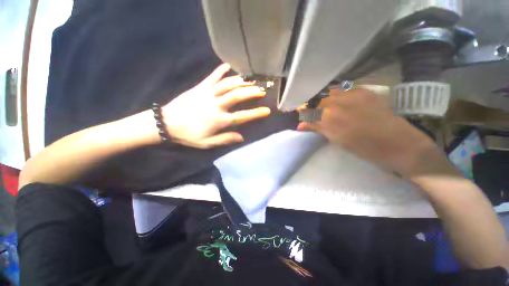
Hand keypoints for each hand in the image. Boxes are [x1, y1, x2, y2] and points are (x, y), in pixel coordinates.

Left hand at [162, 64, 270, 148]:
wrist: (166, 123)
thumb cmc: (188, 135)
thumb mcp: (207, 143)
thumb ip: (225, 139)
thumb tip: (241, 137)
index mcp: (220, 120)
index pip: (243, 116)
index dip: (256, 113)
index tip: (267, 111)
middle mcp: (217, 105)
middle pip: (238, 96)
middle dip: (252, 92)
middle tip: (262, 90)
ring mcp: (208, 94)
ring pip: (228, 84)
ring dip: (241, 81)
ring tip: (251, 80)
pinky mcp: (200, 87)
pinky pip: (212, 76)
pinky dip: (221, 70)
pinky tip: (229, 65)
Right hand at [297, 88, 441, 176]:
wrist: (400, 144)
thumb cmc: (366, 149)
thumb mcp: (337, 141)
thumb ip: (319, 129)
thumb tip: (302, 126)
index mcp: (329, 121)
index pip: (308, 113)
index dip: (303, 115)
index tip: (302, 119)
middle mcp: (337, 105)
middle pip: (317, 101)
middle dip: (311, 106)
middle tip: (312, 113)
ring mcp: (352, 96)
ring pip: (329, 92)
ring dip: (324, 99)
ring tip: (325, 106)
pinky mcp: (364, 92)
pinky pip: (344, 90)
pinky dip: (337, 95)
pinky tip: (339, 101)